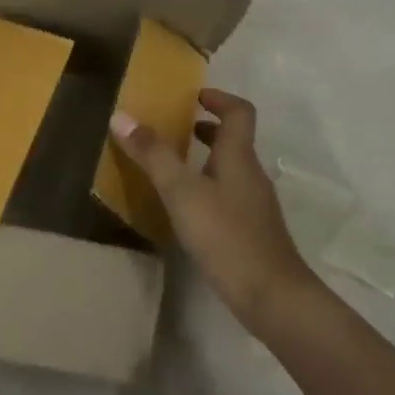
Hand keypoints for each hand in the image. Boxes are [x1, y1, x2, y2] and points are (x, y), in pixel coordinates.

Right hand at [110, 89, 317, 330]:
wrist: (273, 297)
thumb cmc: (226, 235)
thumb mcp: (182, 192)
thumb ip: (153, 155)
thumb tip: (121, 116)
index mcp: (238, 155)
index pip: (239, 111)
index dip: (219, 98)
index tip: (194, 96)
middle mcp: (250, 173)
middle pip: (234, 139)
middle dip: (207, 129)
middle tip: (176, 129)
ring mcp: (255, 204)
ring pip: (231, 169)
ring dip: (206, 160)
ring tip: (174, 168)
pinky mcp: (253, 231)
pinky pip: (229, 195)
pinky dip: (209, 189)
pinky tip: (188, 211)